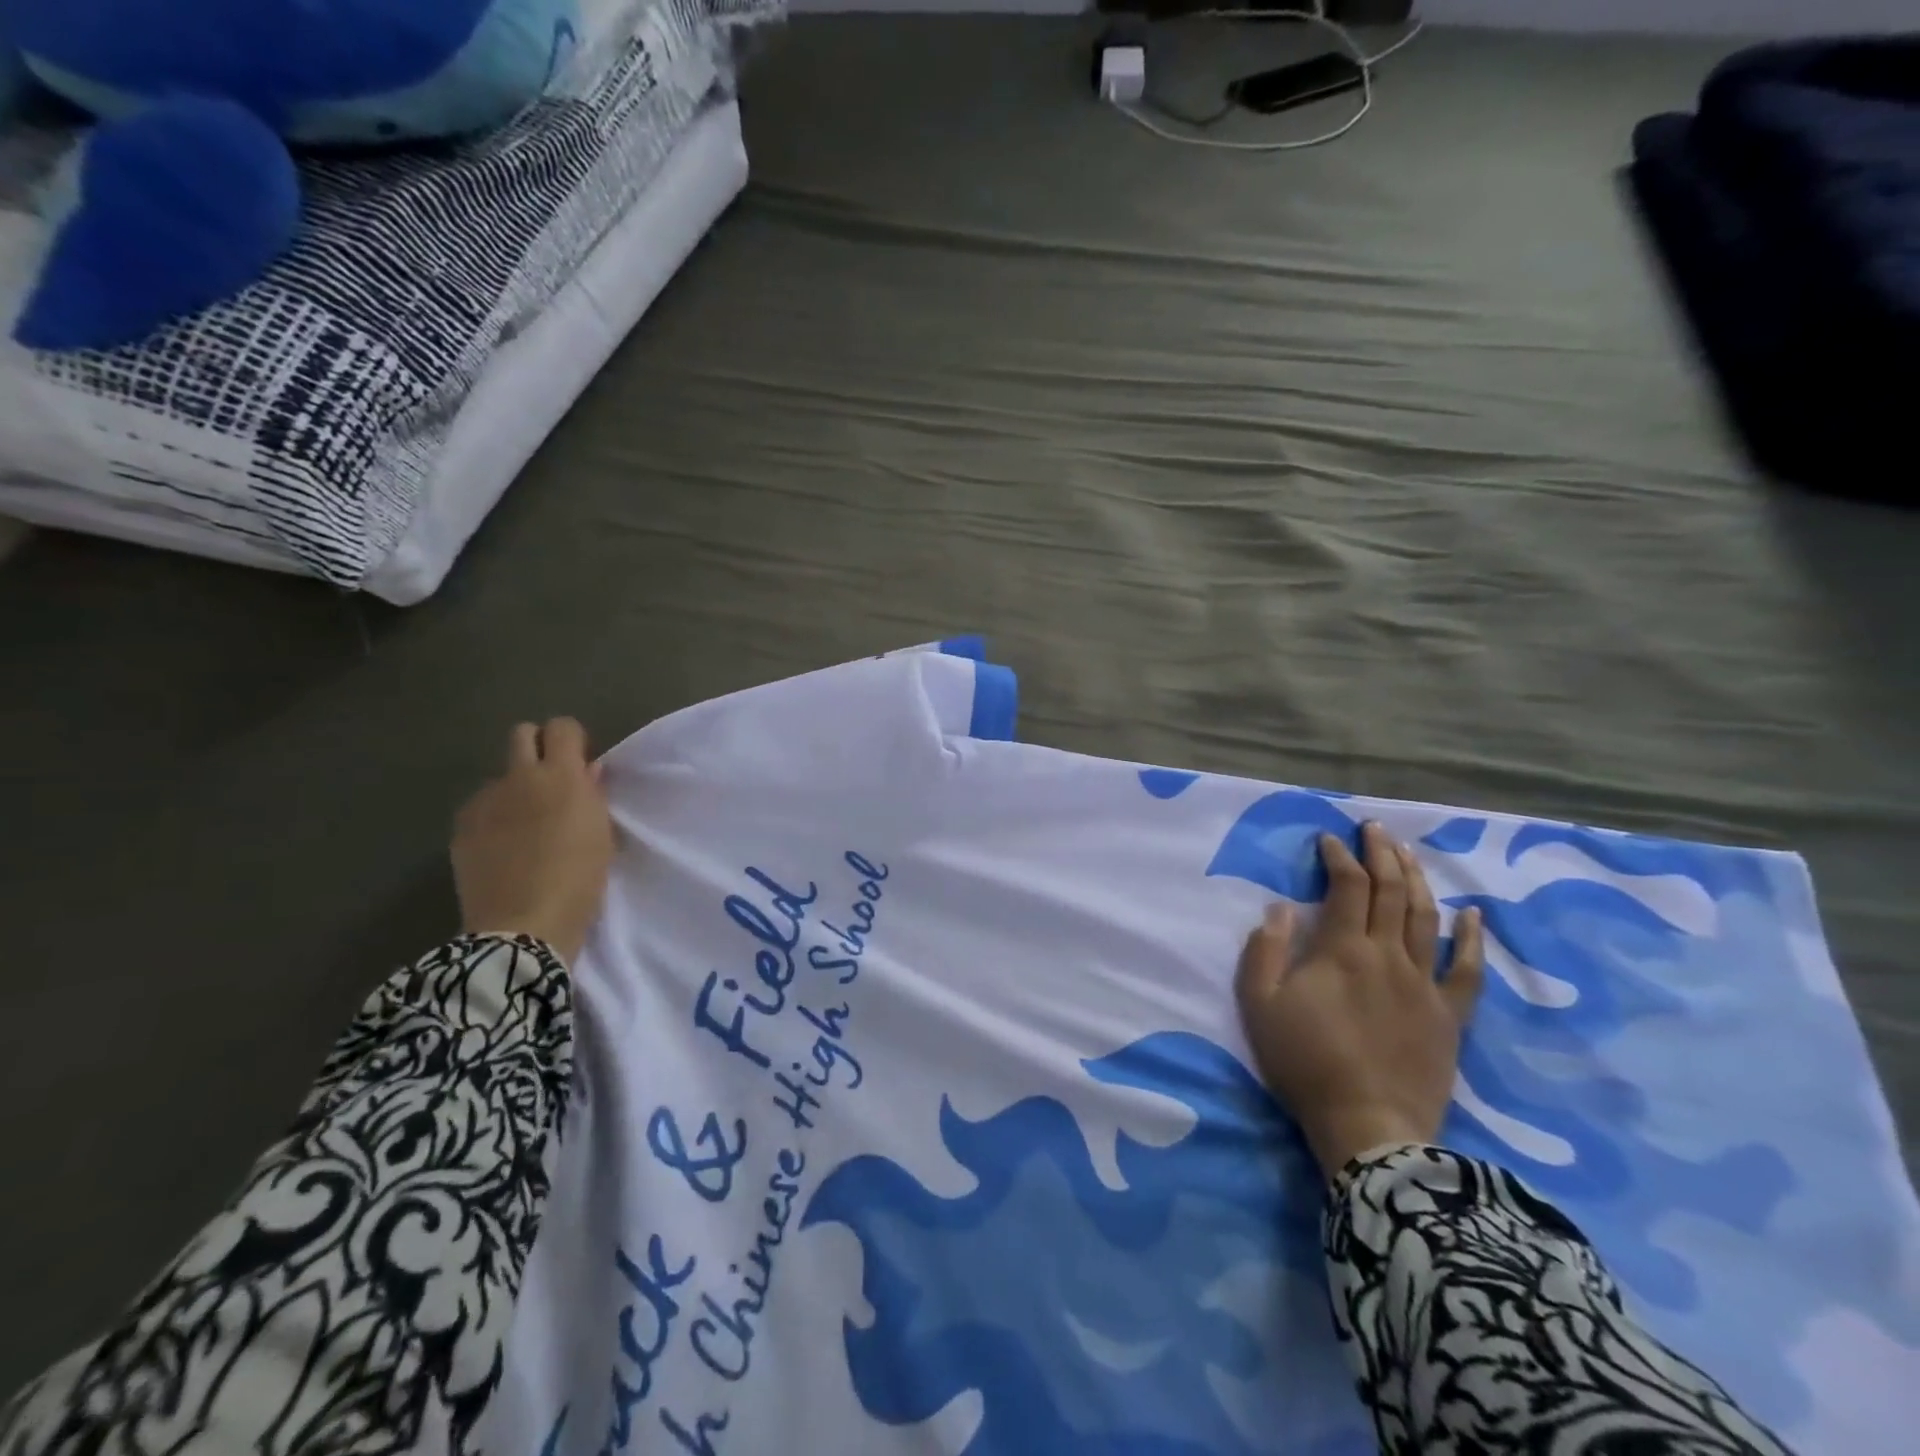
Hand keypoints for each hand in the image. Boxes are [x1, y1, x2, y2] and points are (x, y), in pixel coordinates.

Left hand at [451, 718, 615, 964]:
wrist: (524, 928)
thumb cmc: (579, 880)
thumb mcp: (601, 835)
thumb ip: (593, 795)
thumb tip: (587, 771)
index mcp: (561, 776)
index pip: (562, 727)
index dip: (573, 739)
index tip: (581, 764)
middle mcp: (519, 778)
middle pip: (522, 734)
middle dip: (538, 747)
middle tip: (552, 781)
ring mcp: (484, 802)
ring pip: (501, 775)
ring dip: (516, 788)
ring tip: (526, 825)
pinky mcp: (461, 828)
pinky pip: (481, 807)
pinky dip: (494, 816)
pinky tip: (504, 846)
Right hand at [1236, 822, 1485, 1179]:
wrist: (1367, 1126)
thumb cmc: (1304, 1062)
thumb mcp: (1259, 1004)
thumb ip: (1265, 950)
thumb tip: (1280, 908)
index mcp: (1342, 950)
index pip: (1346, 886)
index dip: (1338, 857)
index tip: (1327, 840)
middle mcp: (1388, 955)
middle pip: (1391, 891)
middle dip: (1381, 853)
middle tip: (1374, 828)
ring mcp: (1425, 984)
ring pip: (1426, 917)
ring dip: (1417, 879)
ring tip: (1408, 853)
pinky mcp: (1450, 1015)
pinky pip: (1468, 970)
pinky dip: (1472, 938)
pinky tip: (1472, 914)